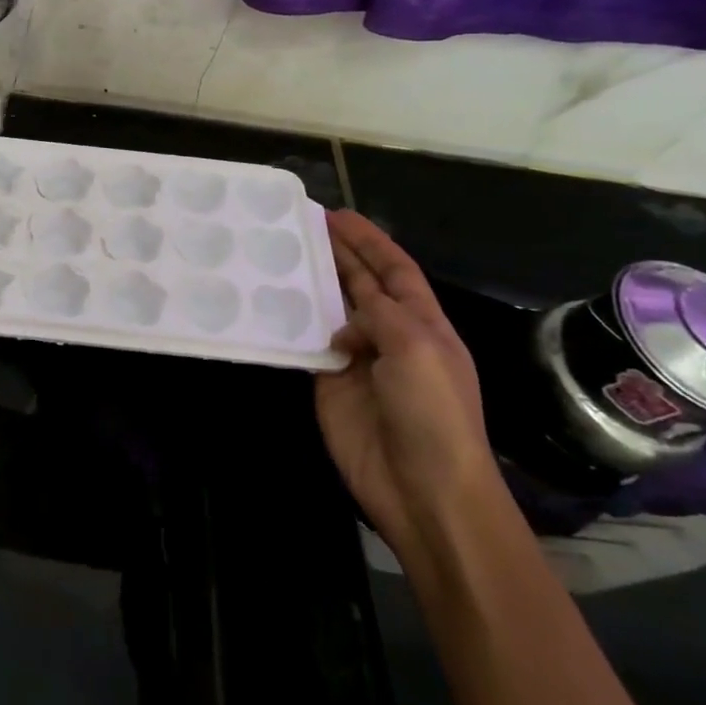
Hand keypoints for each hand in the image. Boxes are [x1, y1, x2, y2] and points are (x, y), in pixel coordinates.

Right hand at [314, 210, 497, 561]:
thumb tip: (346, 322)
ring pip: (331, 312)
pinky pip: (309, 346)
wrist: (424, 489)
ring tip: (281, 256)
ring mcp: (359, 361)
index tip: (338, 214)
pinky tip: (272, 306)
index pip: (394, 270)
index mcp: (424, 324)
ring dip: (312, 285)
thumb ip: (379, 316)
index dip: (369, 241)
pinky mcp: (329, 384)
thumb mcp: (416, 350)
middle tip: (301, 225)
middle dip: (338, 254)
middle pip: (361, 285)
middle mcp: (391, 336)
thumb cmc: (433, 413)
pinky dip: (294, 326)